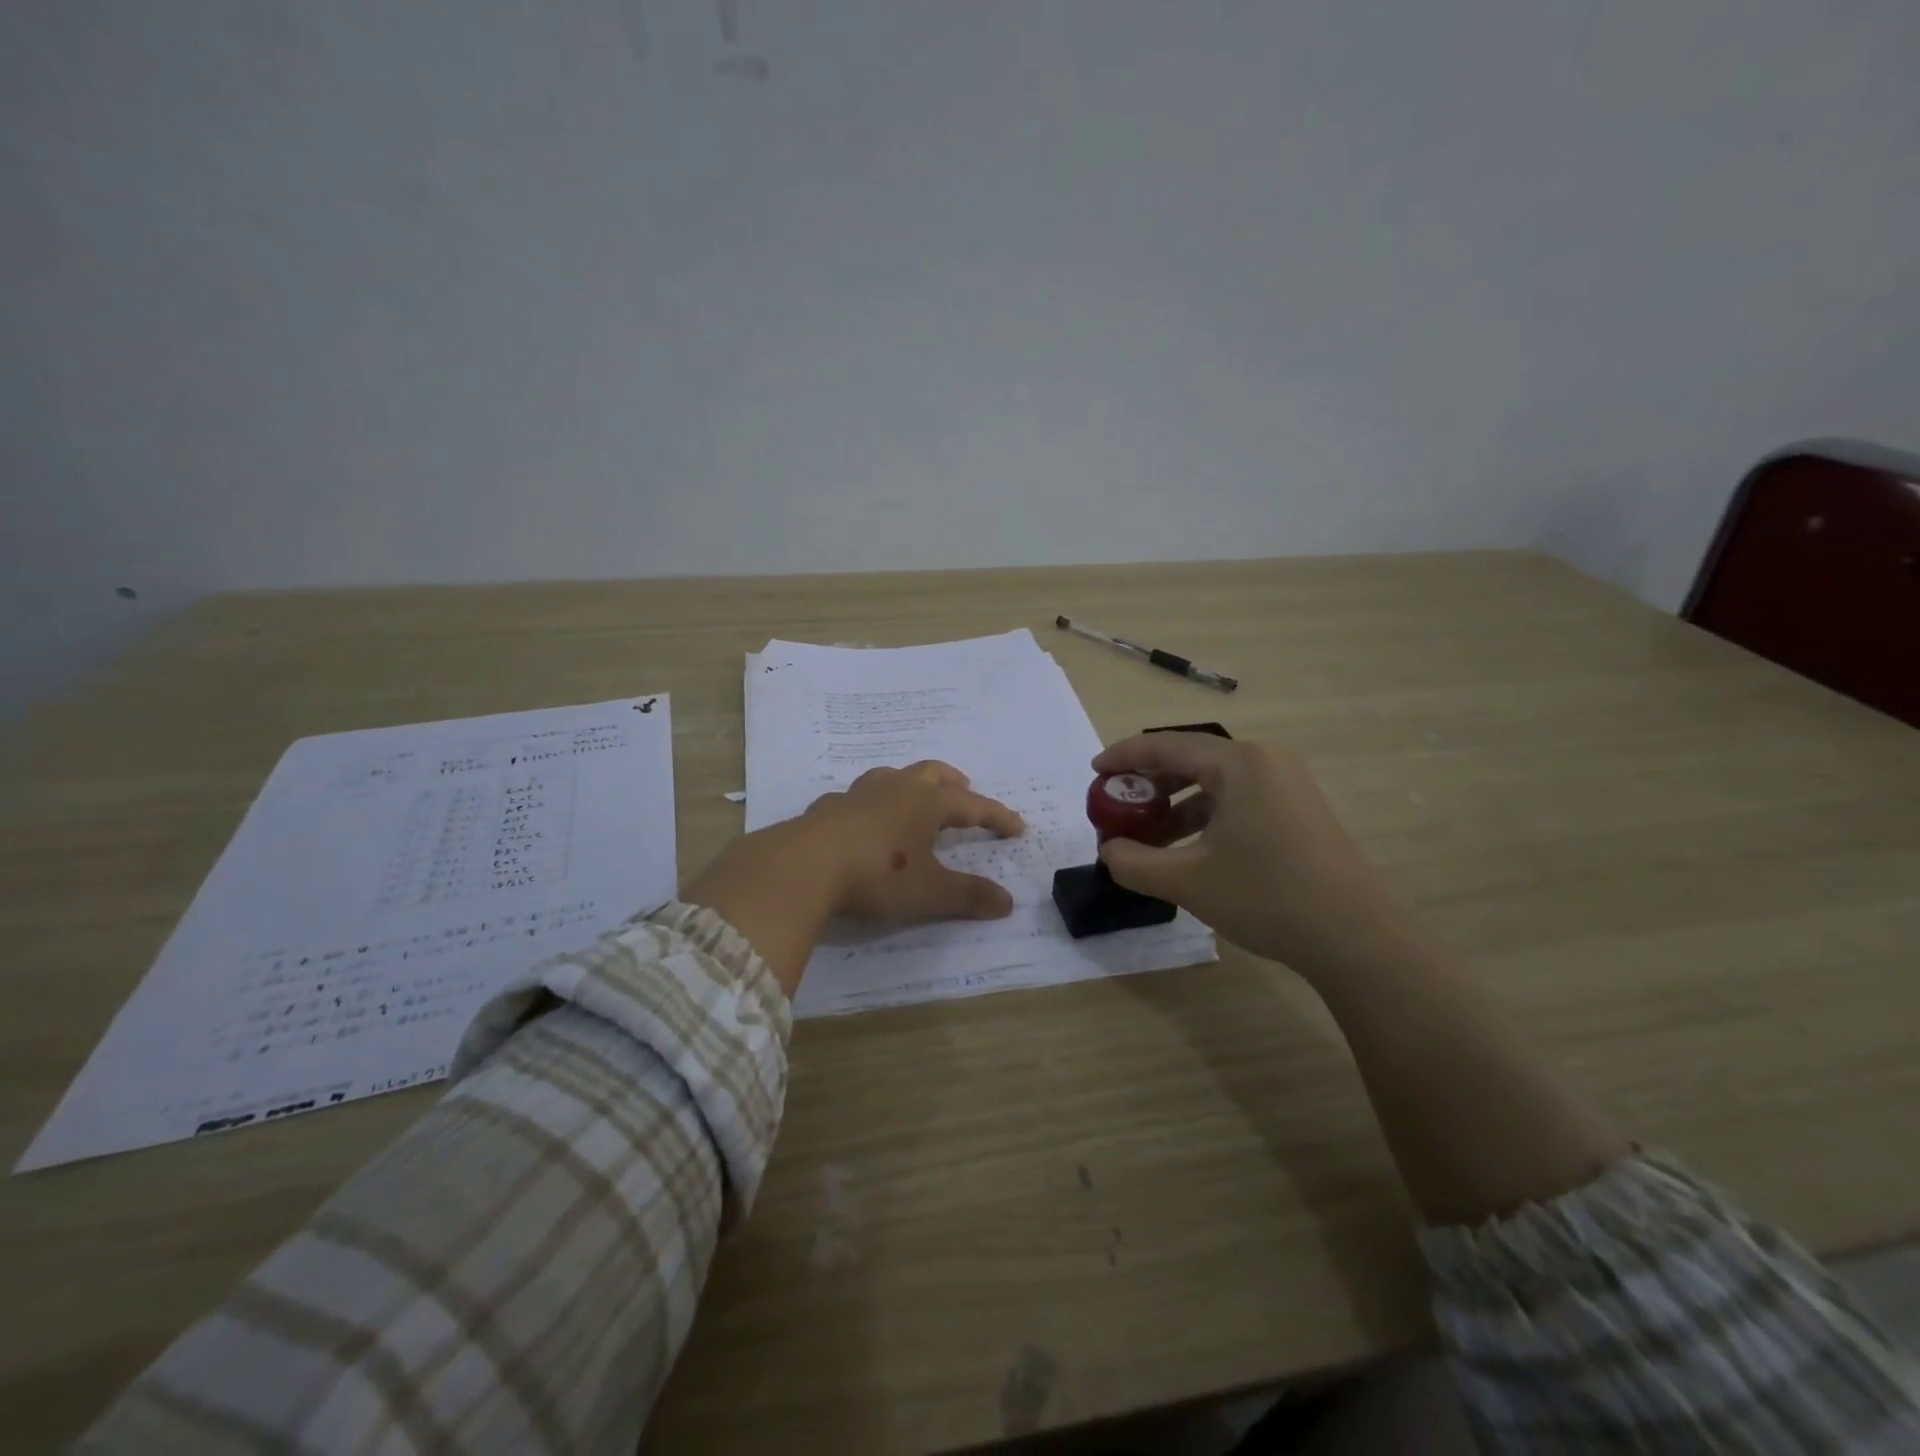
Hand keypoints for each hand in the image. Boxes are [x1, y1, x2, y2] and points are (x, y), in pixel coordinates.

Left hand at [804, 761, 1024, 923]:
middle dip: (953, 783)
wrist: (804, 866)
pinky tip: (864, 820)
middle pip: (932, 773)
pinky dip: (872, 804)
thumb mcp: (929, 893)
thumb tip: (1008, 902)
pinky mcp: (828, 808)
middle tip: (965, 792)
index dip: (996, 816)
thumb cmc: (877, 875)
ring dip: (912, 784)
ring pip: (893, 776)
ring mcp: (858, 794)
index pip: (972, 805)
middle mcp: (895, 789)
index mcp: (926, 803)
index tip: (1017, 827)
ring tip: (916, 798)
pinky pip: (858, 797)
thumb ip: (968, 896)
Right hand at [1092, 733, 1400, 977]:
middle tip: (1117, 806)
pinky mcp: (1299, 810)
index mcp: (1238, 764)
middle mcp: (1265, 762)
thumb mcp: (1186, 881)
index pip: (1166, 745)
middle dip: (1149, 783)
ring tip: (1149, 837)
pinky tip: (1189, 850)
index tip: (1094, 772)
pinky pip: (1238, 799)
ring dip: (1176, 805)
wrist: (1355, 938)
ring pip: (1215, 783)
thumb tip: (1108, 850)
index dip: (1124, 757)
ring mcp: (1288, 785)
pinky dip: (1205, 817)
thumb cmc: (1266, 897)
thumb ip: (1132, 862)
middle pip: (1191, 759)